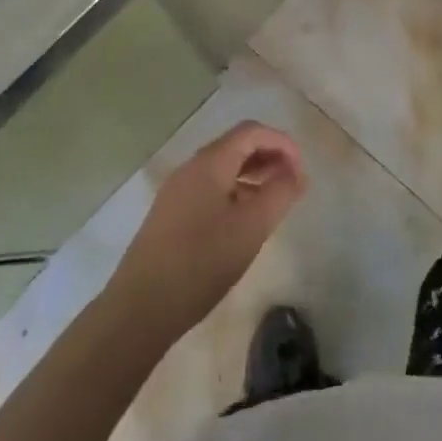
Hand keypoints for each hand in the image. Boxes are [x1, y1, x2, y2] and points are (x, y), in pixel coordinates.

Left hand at [107, 121, 305, 341]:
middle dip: (269, 157)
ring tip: (274, 201)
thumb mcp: (251, 228)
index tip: (301, 171)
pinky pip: (210, 188)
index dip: (282, 143)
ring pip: (223, 168)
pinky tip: (245, 220)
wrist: (139, 308)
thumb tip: (296, 173)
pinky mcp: (170, 214)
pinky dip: (235, 191)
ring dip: (253, 175)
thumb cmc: (201, 262)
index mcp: (210, 162)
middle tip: (293, 184)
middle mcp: (191, 168)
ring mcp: (177, 191)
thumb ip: (279, 194)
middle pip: (237, 145)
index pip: (252, 131)